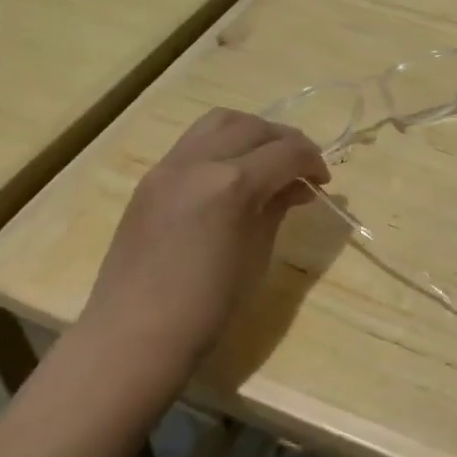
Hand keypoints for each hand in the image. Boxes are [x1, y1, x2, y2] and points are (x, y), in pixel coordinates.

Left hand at [79, 108, 329, 367]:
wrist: (134, 335)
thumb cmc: (206, 307)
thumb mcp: (256, 255)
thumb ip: (276, 208)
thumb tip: (296, 186)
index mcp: (231, 184)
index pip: (286, 152)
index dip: (313, 161)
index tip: (323, 182)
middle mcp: (198, 162)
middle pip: (254, 127)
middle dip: (286, 141)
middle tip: (301, 168)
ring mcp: (168, 166)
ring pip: (220, 121)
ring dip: (252, 132)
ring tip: (266, 159)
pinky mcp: (150, 178)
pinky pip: (193, 142)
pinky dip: (222, 144)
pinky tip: (232, 172)